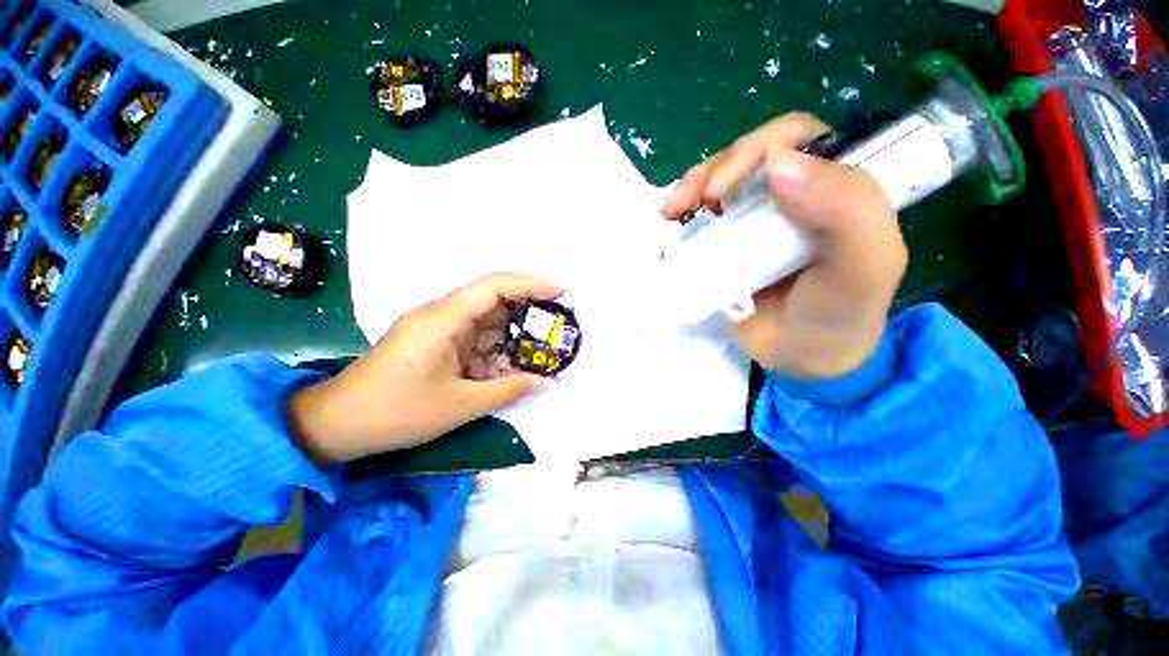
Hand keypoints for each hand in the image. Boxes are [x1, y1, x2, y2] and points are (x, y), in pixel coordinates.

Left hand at [287, 273, 561, 464]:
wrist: (336, 425)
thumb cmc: (395, 412)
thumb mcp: (459, 405)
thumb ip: (508, 390)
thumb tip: (545, 382)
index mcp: (443, 319)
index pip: (493, 286)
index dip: (530, 284)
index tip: (560, 292)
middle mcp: (440, 315)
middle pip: (492, 300)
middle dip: (527, 311)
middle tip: (557, 326)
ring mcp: (436, 328)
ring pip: (485, 322)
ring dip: (511, 336)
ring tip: (541, 349)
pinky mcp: (434, 342)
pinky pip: (473, 339)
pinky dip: (494, 351)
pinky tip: (510, 366)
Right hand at [661, 113, 906, 378]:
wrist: (802, 357)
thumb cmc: (839, 314)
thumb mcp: (864, 266)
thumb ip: (846, 209)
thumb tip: (777, 163)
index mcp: (834, 186)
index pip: (795, 139)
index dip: (756, 149)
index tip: (725, 187)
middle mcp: (791, 195)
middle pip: (747, 160)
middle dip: (713, 171)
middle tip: (690, 201)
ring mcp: (754, 221)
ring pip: (719, 185)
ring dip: (690, 190)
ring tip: (670, 212)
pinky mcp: (727, 245)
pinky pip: (703, 219)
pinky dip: (684, 217)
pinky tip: (671, 225)